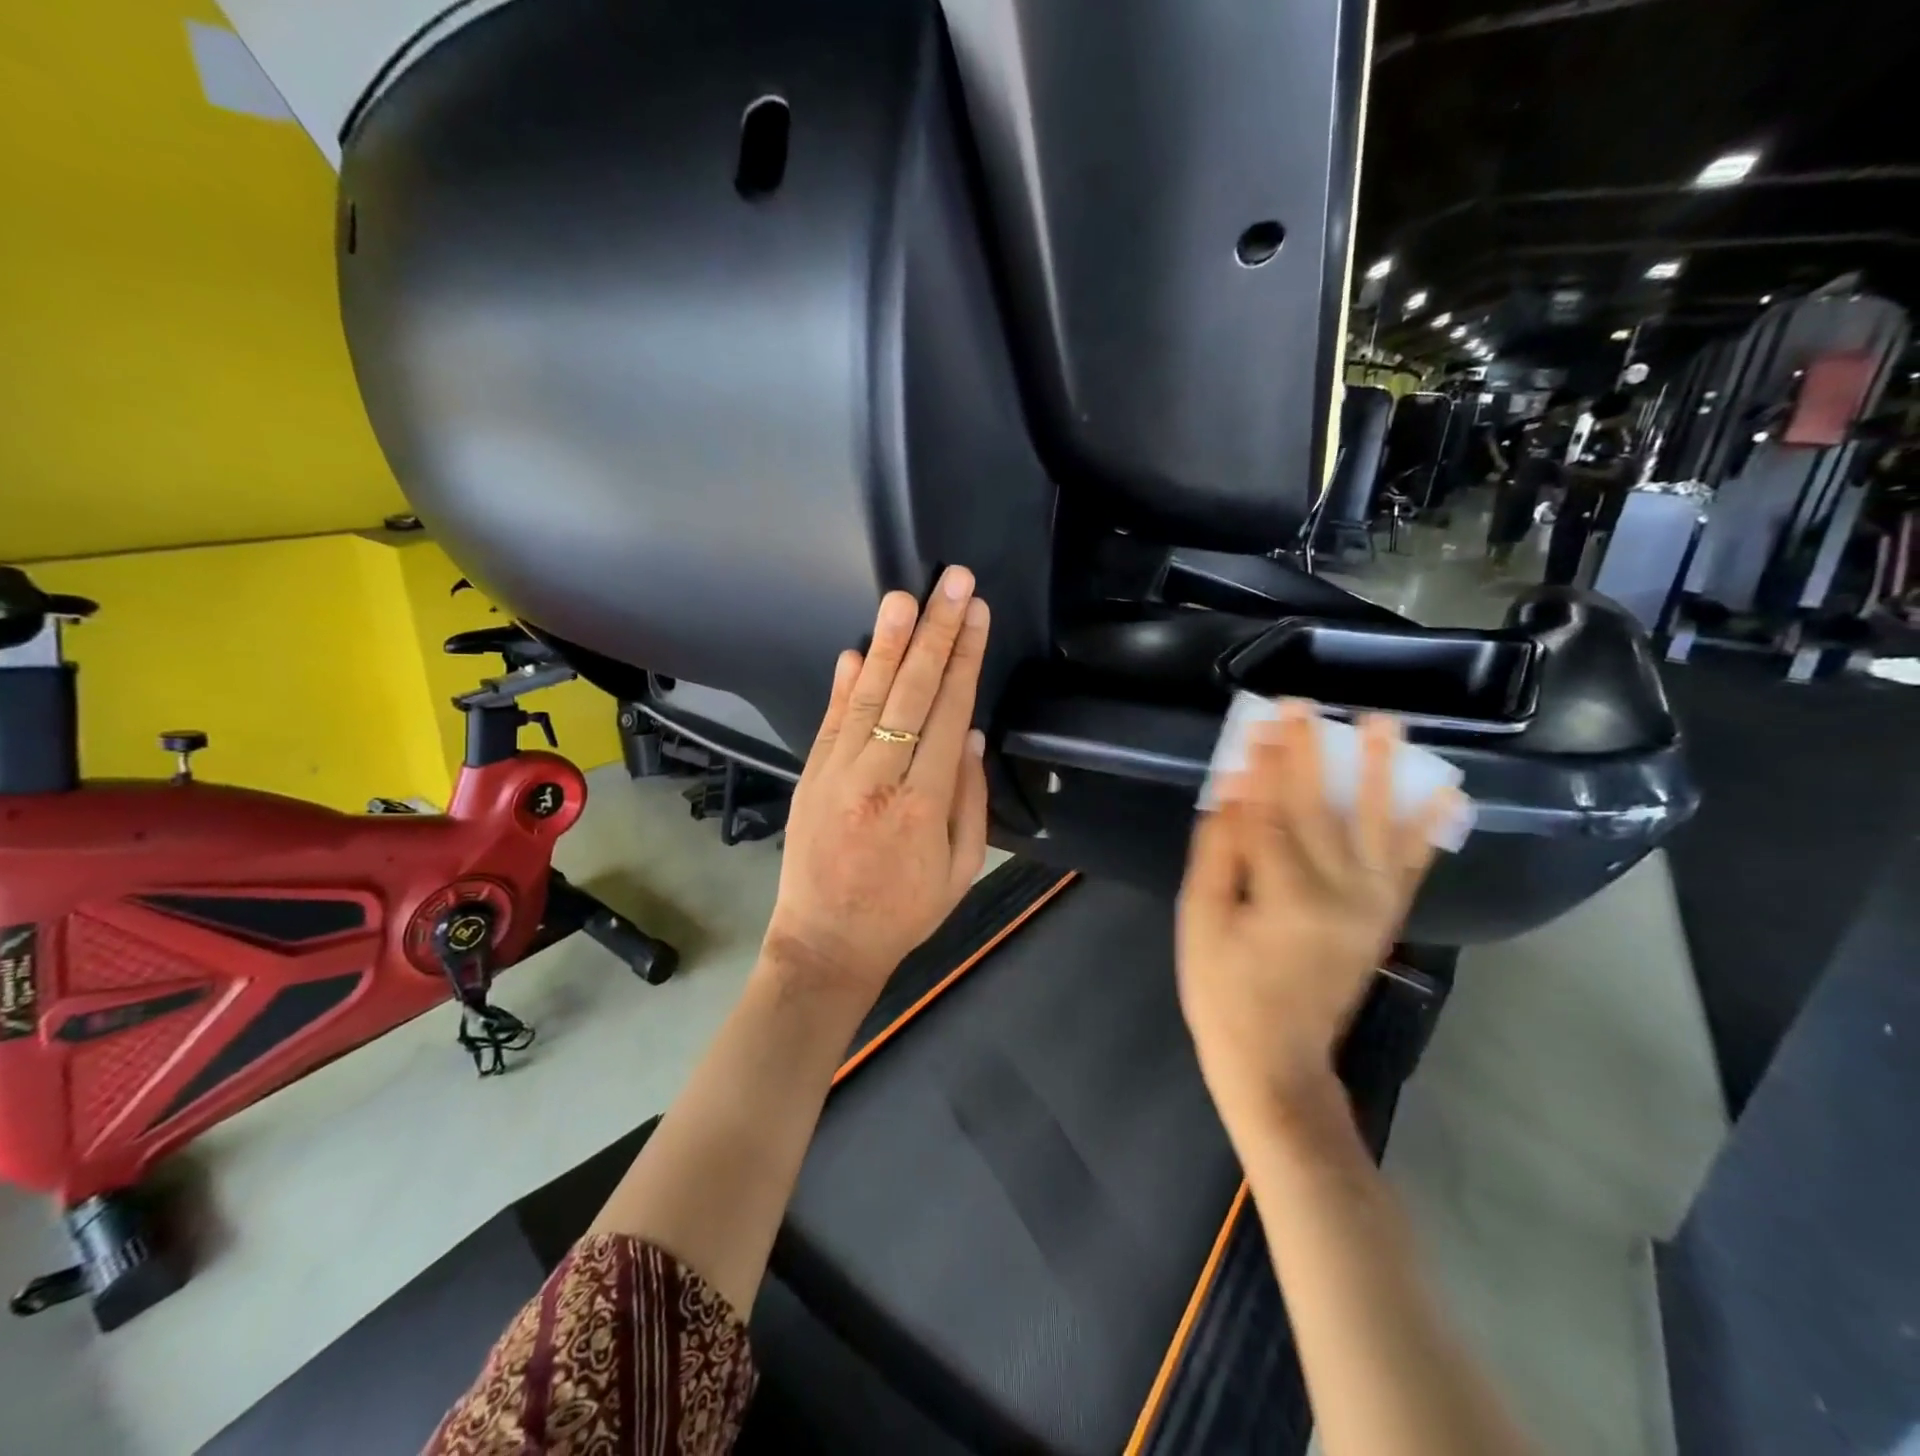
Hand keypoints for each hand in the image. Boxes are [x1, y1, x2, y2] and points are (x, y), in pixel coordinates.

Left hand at [763, 567, 991, 1001]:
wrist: (825, 945)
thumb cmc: (904, 912)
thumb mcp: (961, 869)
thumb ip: (970, 799)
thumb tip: (972, 734)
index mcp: (924, 804)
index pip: (949, 713)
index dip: (964, 659)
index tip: (975, 613)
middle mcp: (879, 779)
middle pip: (912, 692)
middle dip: (934, 632)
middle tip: (950, 582)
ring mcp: (837, 774)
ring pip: (869, 697)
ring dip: (887, 644)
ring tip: (903, 598)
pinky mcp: (810, 776)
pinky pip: (830, 721)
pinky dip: (845, 684)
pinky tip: (857, 650)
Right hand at [1176, 703, 1454, 1138]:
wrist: (1277, 1062)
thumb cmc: (1222, 991)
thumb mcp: (1200, 922)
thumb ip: (1219, 854)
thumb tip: (1233, 792)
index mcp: (1286, 895)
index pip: (1272, 811)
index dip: (1264, 764)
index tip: (1261, 720)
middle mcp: (1340, 892)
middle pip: (1321, 807)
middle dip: (1309, 752)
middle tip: (1303, 704)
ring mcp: (1371, 905)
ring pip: (1377, 825)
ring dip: (1380, 771)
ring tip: (1385, 724)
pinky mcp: (1385, 917)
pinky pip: (1413, 866)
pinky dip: (1430, 828)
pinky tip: (1447, 793)